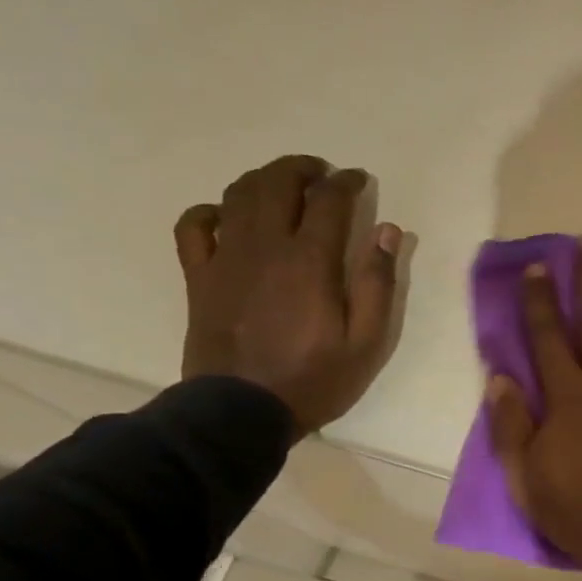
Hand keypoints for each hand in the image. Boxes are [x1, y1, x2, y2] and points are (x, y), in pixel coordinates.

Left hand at [174, 154, 405, 436]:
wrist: (241, 411)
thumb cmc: (315, 378)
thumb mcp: (367, 340)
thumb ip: (378, 282)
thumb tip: (387, 231)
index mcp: (309, 260)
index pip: (328, 200)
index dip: (346, 183)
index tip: (360, 180)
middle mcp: (264, 247)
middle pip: (277, 184)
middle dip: (302, 169)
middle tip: (322, 174)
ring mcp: (225, 259)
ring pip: (237, 195)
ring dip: (263, 180)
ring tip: (283, 185)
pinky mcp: (200, 276)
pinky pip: (194, 226)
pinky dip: (211, 211)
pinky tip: (228, 217)